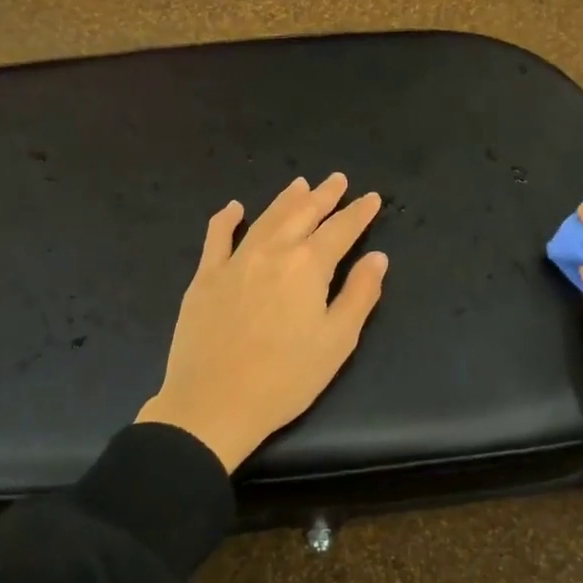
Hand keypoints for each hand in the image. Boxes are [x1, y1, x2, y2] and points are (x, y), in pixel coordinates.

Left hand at [137, 174, 388, 472]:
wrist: (214, 403)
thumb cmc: (285, 378)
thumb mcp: (337, 342)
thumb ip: (360, 294)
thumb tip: (377, 258)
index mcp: (308, 266)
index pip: (340, 230)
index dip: (358, 212)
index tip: (371, 198)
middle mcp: (272, 252)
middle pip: (303, 214)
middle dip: (324, 195)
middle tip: (338, 179)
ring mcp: (234, 261)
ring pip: (265, 218)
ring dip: (286, 199)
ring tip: (301, 184)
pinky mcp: (205, 277)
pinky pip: (216, 237)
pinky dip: (226, 219)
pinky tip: (234, 208)